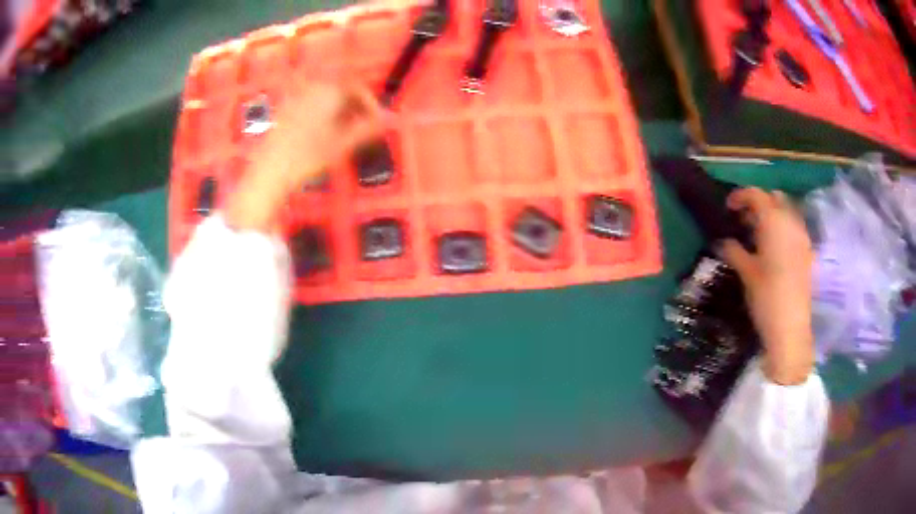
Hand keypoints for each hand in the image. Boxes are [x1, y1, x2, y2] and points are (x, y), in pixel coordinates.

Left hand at [225, 82, 386, 231]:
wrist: (270, 171)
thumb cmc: (309, 156)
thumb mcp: (343, 143)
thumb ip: (368, 128)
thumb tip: (389, 119)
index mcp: (329, 91)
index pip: (358, 88)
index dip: (370, 104)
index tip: (376, 121)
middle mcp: (312, 88)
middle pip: (340, 90)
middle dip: (354, 107)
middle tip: (361, 128)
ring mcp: (296, 98)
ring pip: (325, 97)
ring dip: (338, 110)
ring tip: (343, 133)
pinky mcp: (284, 110)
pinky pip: (310, 104)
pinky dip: (322, 114)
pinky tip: (321, 134)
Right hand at [719, 188, 814, 385]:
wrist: (790, 330)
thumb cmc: (766, 298)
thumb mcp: (746, 274)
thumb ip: (734, 251)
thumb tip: (723, 242)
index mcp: (774, 223)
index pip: (757, 195)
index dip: (740, 197)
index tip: (728, 207)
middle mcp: (791, 223)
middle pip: (774, 199)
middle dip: (759, 203)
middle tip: (744, 220)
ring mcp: (802, 238)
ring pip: (786, 213)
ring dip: (771, 216)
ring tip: (757, 235)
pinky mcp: (807, 253)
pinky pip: (794, 228)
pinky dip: (782, 229)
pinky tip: (772, 249)